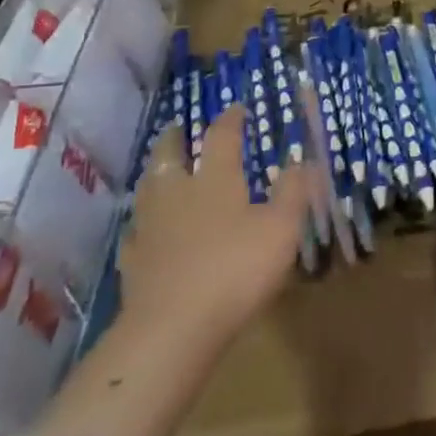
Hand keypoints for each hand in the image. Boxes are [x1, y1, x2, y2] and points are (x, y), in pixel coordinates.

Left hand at [116, 109, 311, 354]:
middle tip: (178, 127)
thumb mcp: (281, 229)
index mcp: (215, 180)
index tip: (237, 108)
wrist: (173, 327)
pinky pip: (136, 231)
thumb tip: (302, 159)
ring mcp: (150, 228)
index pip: (221, 138)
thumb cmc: (236, 270)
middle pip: (170, 156)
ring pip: (148, 189)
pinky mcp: (134, 261)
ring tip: (160, 169)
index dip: (230, 120)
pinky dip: (142, 222)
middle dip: (176, 138)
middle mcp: (178, 194)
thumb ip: (293, 193)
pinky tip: (145, 229)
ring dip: (155, 173)